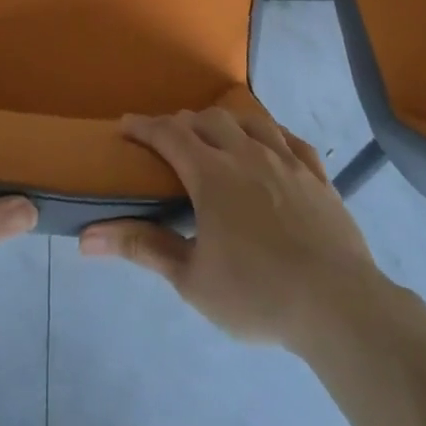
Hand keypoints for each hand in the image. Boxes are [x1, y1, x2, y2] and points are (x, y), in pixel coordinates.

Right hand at [79, 108, 387, 352]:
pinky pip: (291, 140)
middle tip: (169, 140)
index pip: (169, 134)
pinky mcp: (318, 176)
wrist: (338, 305)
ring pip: (250, 122)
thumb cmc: (256, 294)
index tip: (125, 126)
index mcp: (212, 174)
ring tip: (216, 136)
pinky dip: (270, 135)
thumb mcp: (191, 278)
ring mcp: (287, 161)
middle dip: (183, 124)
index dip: (144, 126)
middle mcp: (248, 154)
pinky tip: (269, 145)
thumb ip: (142, 248)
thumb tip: (87, 237)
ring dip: (225, 122)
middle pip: (209, 121)